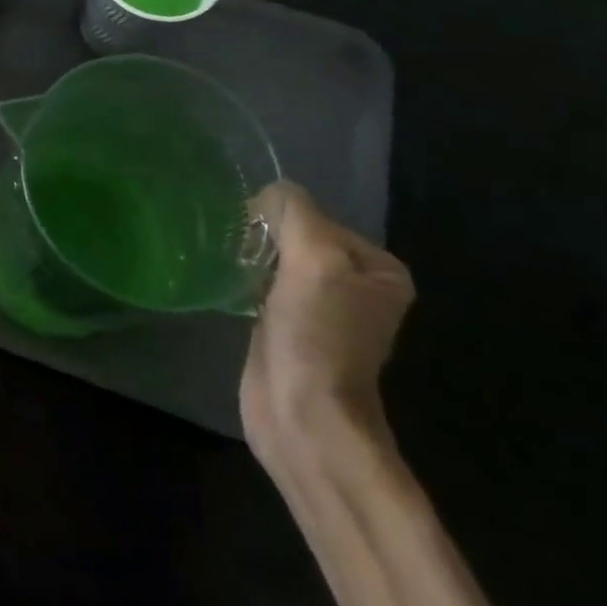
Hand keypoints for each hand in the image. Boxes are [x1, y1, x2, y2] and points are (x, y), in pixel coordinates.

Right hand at [240, 181, 413, 470]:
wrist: (302, 412)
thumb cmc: (317, 332)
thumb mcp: (312, 256)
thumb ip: (294, 211)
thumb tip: (270, 193)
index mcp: (378, 270)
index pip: (317, 217)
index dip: (282, 220)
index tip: (255, 236)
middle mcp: (355, 286)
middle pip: (295, 237)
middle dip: (263, 237)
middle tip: (238, 248)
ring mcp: (320, 309)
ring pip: (275, 259)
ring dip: (250, 256)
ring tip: (229, 261)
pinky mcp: (287, 327)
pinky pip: (261, 284)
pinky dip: (242, 278)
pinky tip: (227, 282)